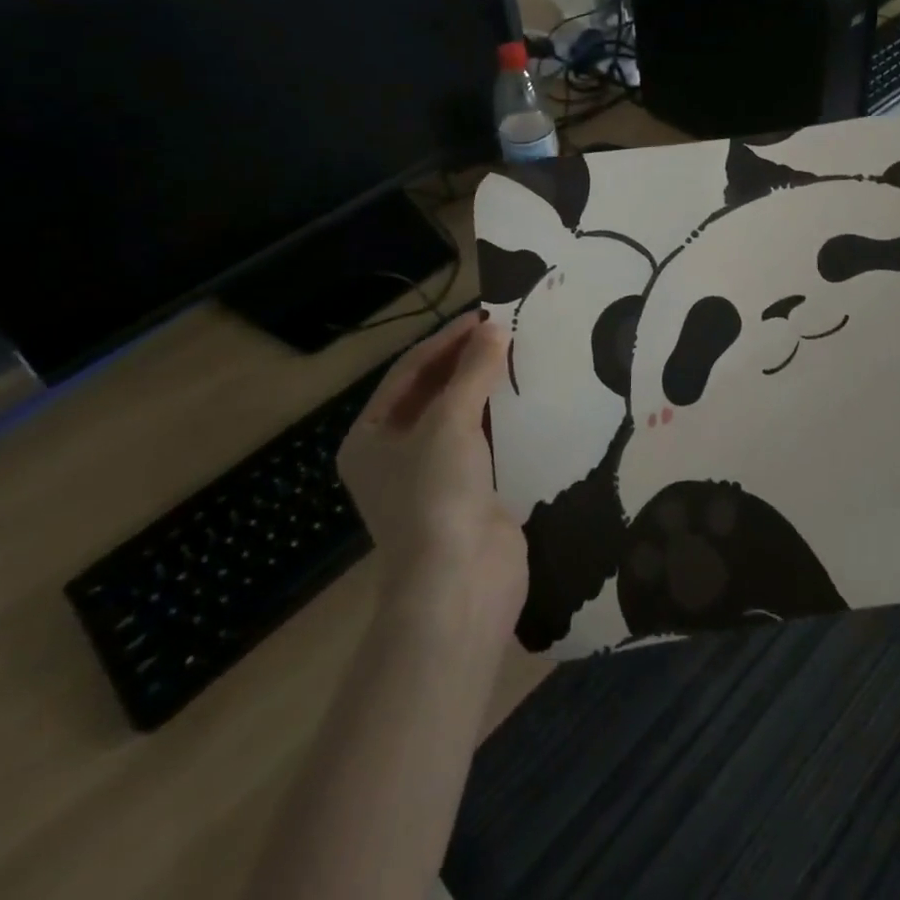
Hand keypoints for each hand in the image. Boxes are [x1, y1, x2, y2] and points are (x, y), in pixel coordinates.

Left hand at [337, 311, 525, 643]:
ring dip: (487, 386)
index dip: (446, 340)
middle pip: (433, 392)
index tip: (485, 314)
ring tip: (520, 353)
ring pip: (461, 416)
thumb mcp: (449, 423)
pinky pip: (486, 441)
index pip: (409, 372)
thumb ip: (472, 372)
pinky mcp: (470, 492)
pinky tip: (529, 395)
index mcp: (370, 437)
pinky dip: (503, 417)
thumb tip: (494, 327)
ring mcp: (433, 476)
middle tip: (505, 329)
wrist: (460, 586)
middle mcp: (395, 454)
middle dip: (466, 360)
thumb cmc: (436, 496)